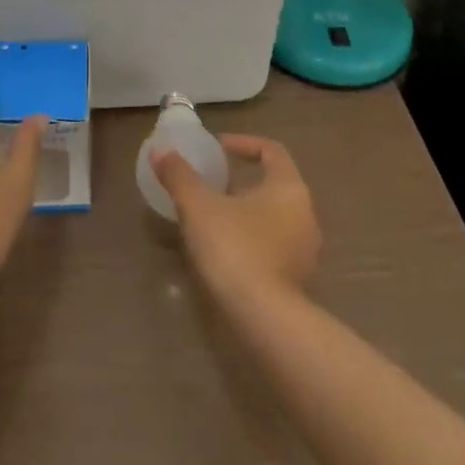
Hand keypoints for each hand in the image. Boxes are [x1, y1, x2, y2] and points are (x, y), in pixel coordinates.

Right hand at [152, 134, 320, 304]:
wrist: (264, 321)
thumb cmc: (235, 248)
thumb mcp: (199, 206)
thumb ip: (179, 175)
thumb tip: (160, 149)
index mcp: (289, 188)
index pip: (272, 151)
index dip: (244, 143)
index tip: (218, 148)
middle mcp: (304, 215)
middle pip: (274, 184)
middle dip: (242, 180)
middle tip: (212, 182)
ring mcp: (305, 251)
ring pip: (274, 217)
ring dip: (246, 211)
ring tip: (214, 216)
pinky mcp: (297, 280)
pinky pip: (274, 246)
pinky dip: (252, 239)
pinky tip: (225, 250)